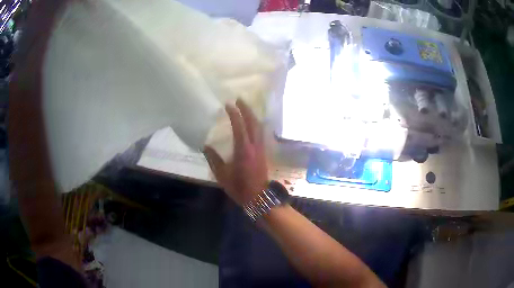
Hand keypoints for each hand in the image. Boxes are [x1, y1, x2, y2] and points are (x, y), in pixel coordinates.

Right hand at [204, 99, 268, 205]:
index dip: (234, 113)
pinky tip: (251, 123)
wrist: (259, 197)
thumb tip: (205, 146)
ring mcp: (261, 148)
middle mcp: (254, 145)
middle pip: (253, 122)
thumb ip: (213, 159)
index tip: (228, 104)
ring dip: (252, 115)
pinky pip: (260, 132)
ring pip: (259, 126)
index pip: (239, 126)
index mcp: (243, 149)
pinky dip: (255, 124)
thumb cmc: (239, 187)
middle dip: (246, 109)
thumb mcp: (222, 175)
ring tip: (245, 108)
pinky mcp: (263, 152)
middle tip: (239, 99)